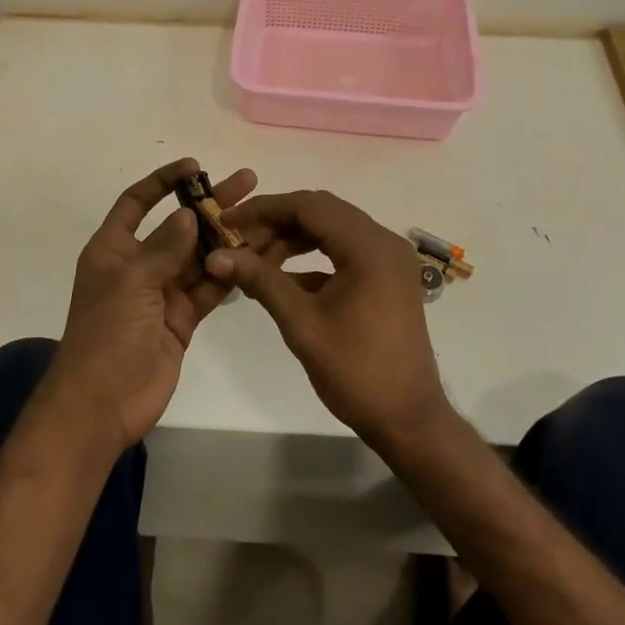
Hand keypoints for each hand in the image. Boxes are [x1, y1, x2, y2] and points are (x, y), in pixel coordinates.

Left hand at [49, 157, 256, 451]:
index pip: (137, 202)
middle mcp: (138, 265)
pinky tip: (258, 256)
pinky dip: (229, 274)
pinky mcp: (181, 319)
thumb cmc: (106, 335)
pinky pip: (208, 289)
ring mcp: (161, 293)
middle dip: (210, 205)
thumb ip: (165, 248)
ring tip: (263, 217)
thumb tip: (189, 214)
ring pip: (198, 257)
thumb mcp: (131, 283)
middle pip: (178, 226)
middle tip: (248, 182)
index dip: (163, 181)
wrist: (102, 404)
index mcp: (113, 250)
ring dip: (227, 238)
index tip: (194, 166)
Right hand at [206, 190, 452, 452]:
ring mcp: (388, 259)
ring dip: (292, 239)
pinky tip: (280, 279)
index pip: (309, 206)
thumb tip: (216, 256)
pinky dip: (311, 258)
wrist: (408, 419)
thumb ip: (260, 280)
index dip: (263, 209)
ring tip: (253, 261)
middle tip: (236, 242)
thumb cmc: (356, 371)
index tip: (226, 222)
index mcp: (369, 246)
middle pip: (321, 212)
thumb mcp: (301, 323)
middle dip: (275, 222)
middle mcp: (383, 241)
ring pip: (331, 230)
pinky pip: (343, 252)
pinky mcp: (386, 277)